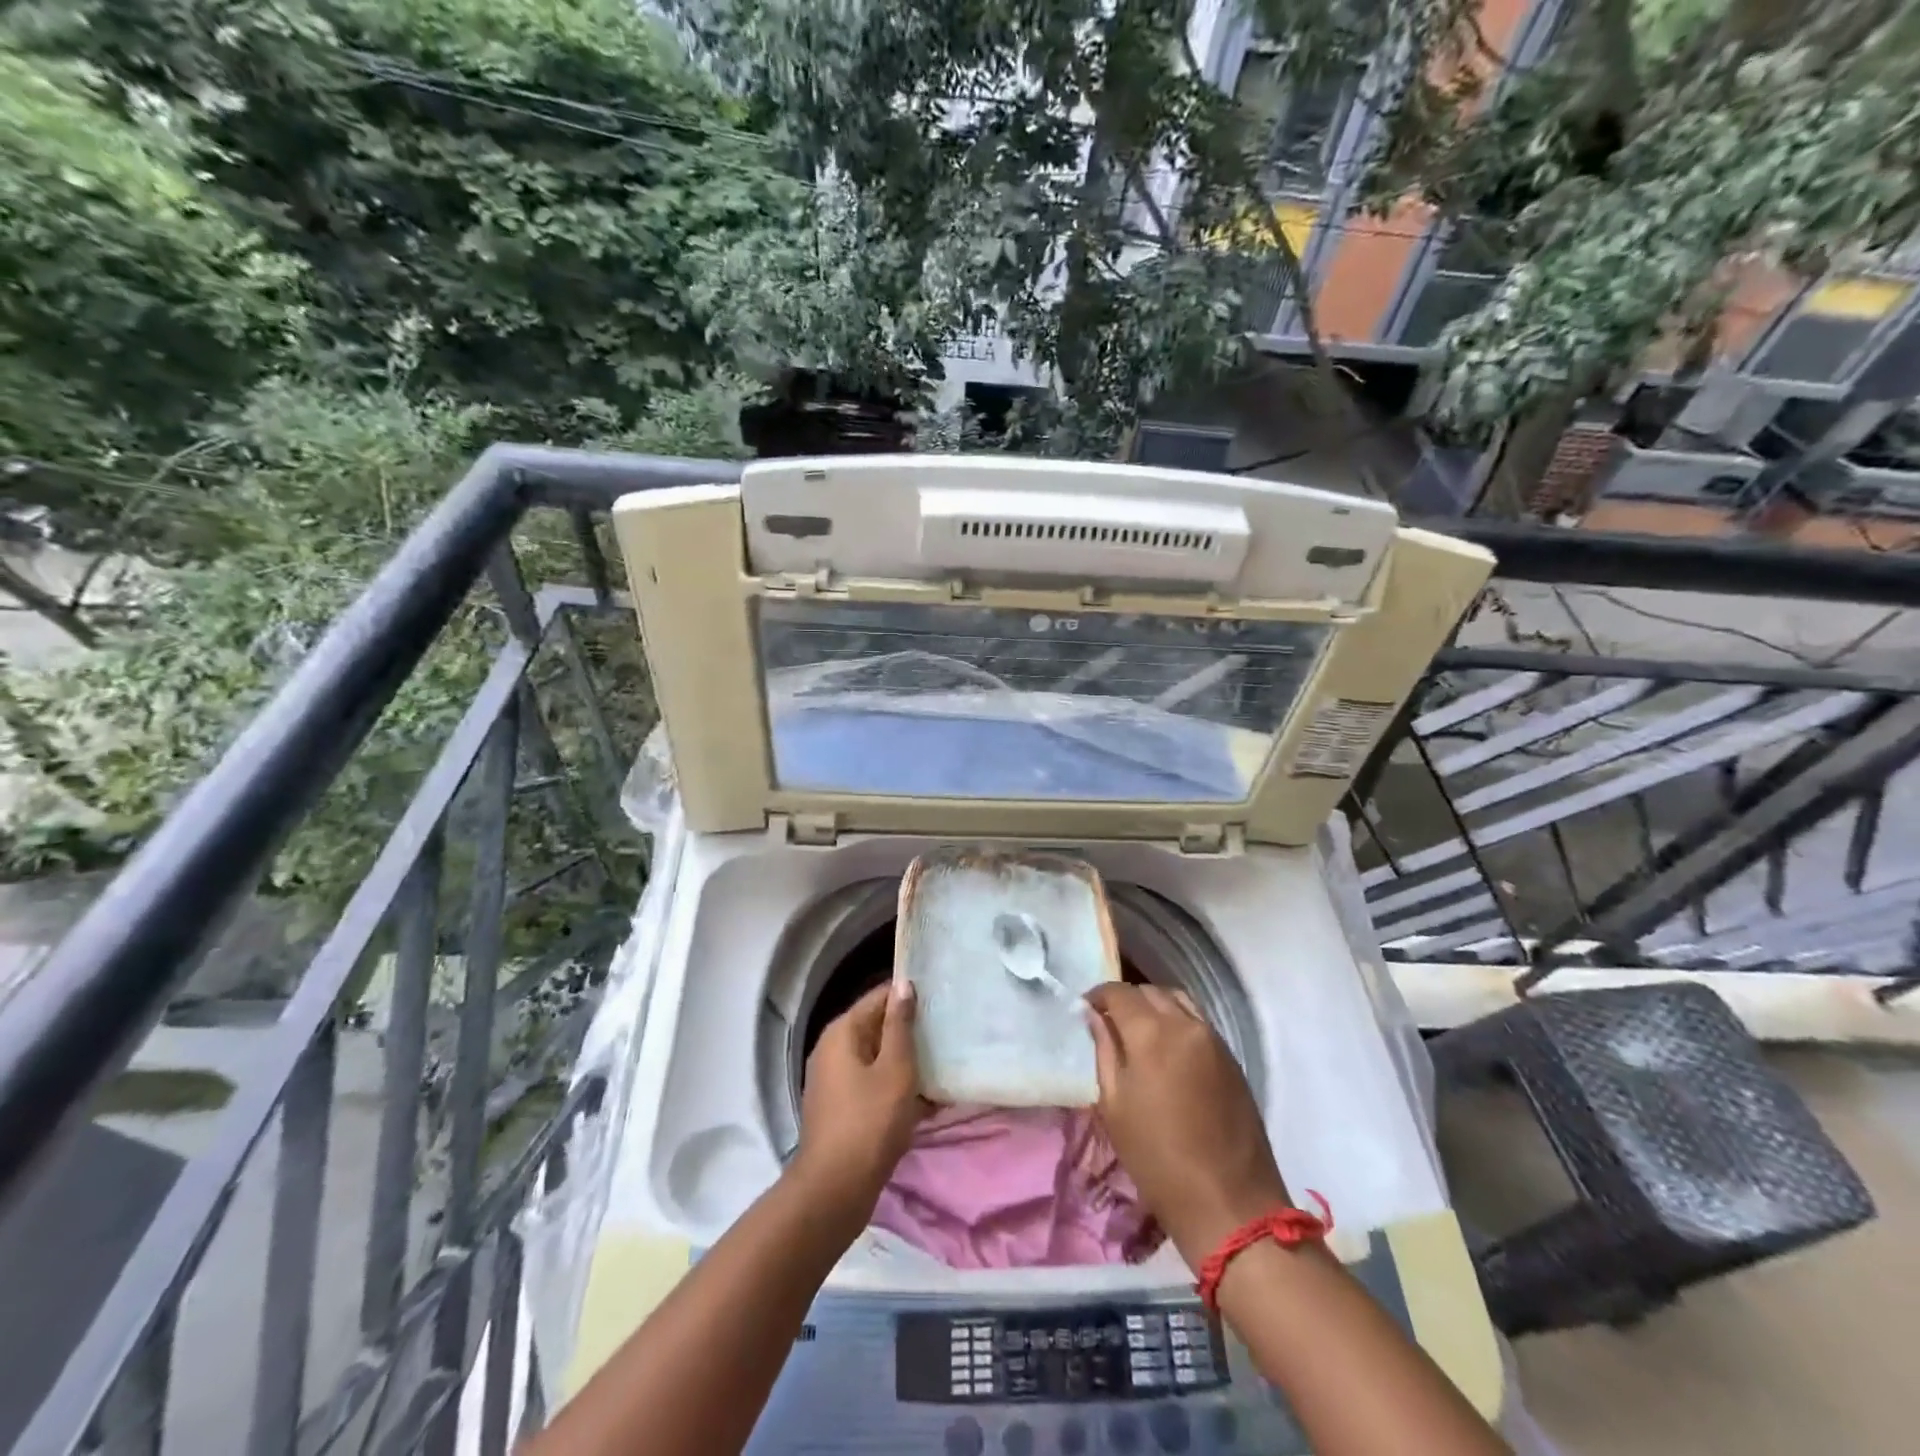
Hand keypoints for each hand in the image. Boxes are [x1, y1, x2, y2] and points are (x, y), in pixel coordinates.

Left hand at [794, 981, 927, 1226]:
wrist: (835, 1190)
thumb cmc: (870, 1121)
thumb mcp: (895, 1068)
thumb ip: (900, 1025)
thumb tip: (904, 985)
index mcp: (842, 1032)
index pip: (879, 997)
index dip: (908, 994)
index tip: (940, 996)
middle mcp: (833, 1049)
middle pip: (876, 1026)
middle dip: (910, 1028)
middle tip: (947, 1029)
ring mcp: (835, 1080)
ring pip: (877, 1057)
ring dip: (906, 1060)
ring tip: (943, 1060)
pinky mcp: (842, 1107)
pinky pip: (873, 1083)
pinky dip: (896, 1086)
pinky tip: (928, 1099)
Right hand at [1085, 983, 1290, 1263]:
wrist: (1229, 1203)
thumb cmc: (1158, 1159)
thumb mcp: (1114, 1106)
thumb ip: (1104, 1052)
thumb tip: (1095, 1018)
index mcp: (1151, 1033)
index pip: (1119, 992)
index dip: (1099, 995)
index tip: (1086, 1009)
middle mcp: (1185, 1024)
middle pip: (1150, 992)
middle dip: (1127, 999)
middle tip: (1110, 1022)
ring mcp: (1214, 1039)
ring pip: (1178, 1001)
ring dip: (1155, 1006)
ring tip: (1140, 1032)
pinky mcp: (1232, 1058)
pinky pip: (1198, 1022)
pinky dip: (1178, 1022)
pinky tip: (1168, 1050)